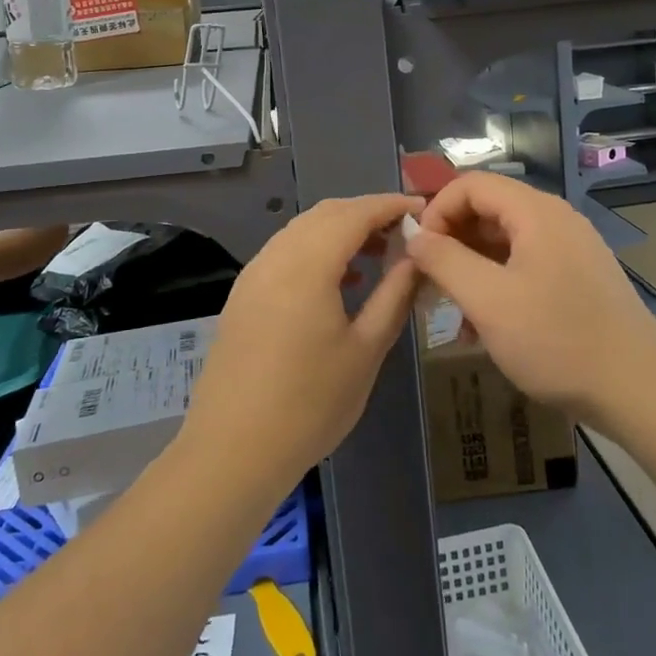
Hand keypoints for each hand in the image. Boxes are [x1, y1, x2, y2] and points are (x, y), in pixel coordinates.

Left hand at [183, 194, 422, 495]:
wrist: (233, 450)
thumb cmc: (310, 404)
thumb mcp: (366, 350)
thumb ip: (394, 294)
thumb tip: (416, 257)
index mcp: (307, 265)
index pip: (355, 214)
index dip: (390, 205)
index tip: (423, 208)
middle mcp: (275, 257)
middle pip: (325, 214)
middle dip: (366, 213)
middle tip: (404, 231)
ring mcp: (253, 275)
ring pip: (302, 231)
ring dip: (340, 230)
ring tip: (377, 253)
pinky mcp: (242, 296)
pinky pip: (284, 253)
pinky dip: (316, 250)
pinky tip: (339, 281)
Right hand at [406, 172, 655, 427]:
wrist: (639, 390)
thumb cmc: (557, 340)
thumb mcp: (488, 300)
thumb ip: (445, 261)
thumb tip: (415, 236)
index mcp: (535, 212)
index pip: (471, 184)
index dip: (437, 210)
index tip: (419, 251)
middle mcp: (556, 219)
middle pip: (489, 209)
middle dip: (452, 240)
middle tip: (429, 281)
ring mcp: (571, 248)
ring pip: (505, 241)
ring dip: (472, 267)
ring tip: (452, 310)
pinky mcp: (579, 276)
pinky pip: (526, 264)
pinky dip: (498, 283)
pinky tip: (485, 326)